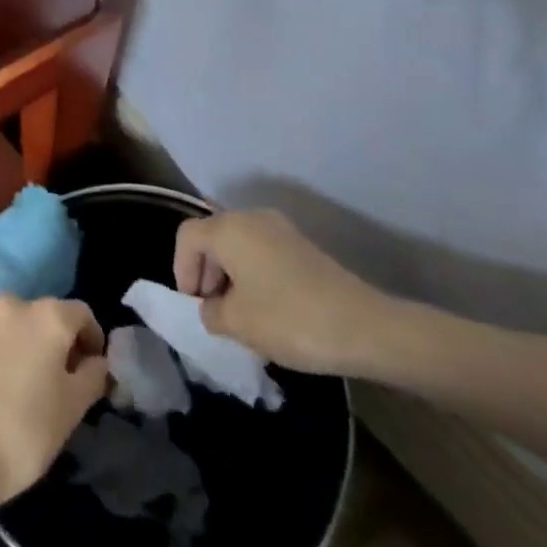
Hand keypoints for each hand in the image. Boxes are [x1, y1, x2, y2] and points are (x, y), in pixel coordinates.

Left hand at [0, 296, 109, 512]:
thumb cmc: (24, 429)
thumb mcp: (73, 407)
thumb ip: (93, 375)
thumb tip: (97, 362)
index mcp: (46, 315)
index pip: (82, 314)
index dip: (93, 340)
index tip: (95, 371)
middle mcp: (12, 306)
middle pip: (46, 317)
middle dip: (59, 343)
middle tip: (66, 381)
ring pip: (16, 329)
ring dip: (29, 349)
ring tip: (32, 388)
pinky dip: (3, 358)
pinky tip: (2, 393)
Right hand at [174, 210, 402, 377]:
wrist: (365, 327)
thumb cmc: (289, 319)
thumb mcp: (236, 323)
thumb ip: (210, 312)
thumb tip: (212, 308)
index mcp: (230, 229)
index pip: (187, 236)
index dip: (181, 269)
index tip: (194, 304)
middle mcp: (253, 218)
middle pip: (213, 236)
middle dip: (205, 272)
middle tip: (213, 310)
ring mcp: (282, 230)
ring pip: (239, 245)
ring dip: (230, 275)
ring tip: (239, 315)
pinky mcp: (303, 247)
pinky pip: (262, 253)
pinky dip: (253, 275)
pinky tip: (266, 310)